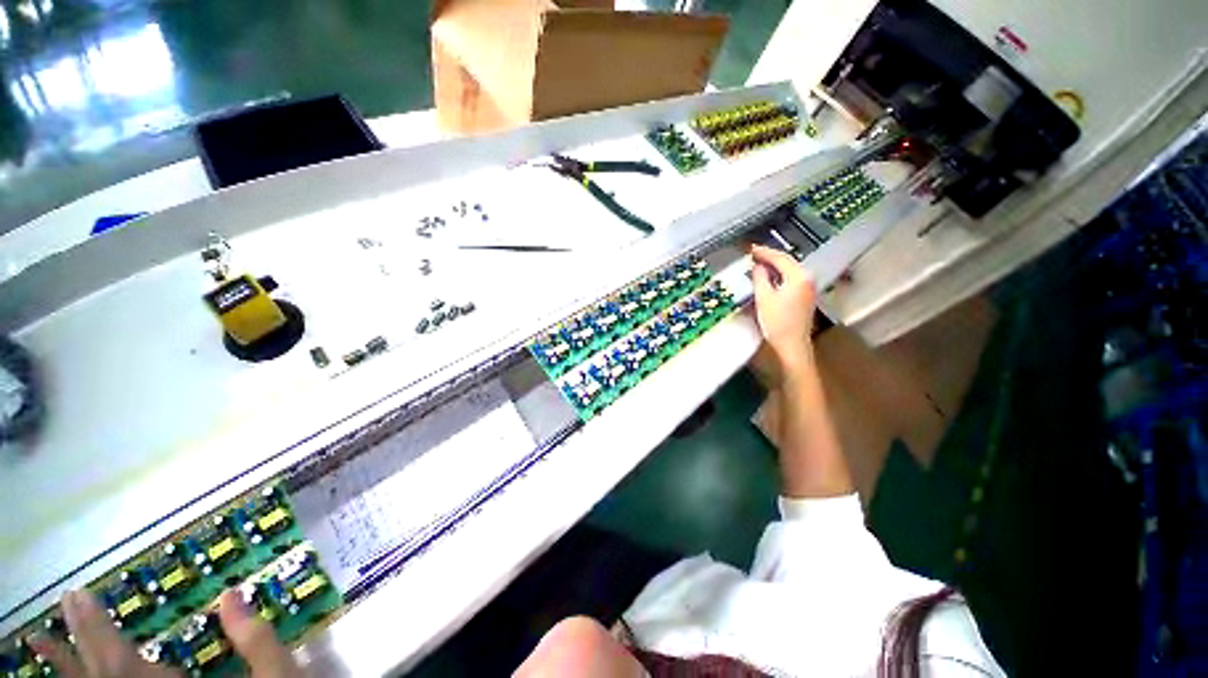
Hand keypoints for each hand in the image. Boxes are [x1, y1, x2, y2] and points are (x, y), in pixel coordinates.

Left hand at [28, 589, 300, 677]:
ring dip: (69, 668)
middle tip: (66, 602)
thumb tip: (231, 595)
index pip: (122, 665)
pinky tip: (79, 674)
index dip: (96, 629)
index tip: (80, 595)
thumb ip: (255, 641)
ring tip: (42, 640)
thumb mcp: (278, 677)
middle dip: (80, 641)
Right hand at [749, 244, 816, 372]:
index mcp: (798, 276)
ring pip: (790, 270)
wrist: (792, 345)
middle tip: (753, 254)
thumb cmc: (777, 322)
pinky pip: (792, 278)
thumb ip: (760, 278)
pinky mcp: (805, 296)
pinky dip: (780, 274)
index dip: (764, 252)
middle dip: (770, 257)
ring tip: (758, 263)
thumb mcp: (764, 298)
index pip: (780, 258)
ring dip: (774, 265)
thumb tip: (758, 266)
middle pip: (787, 261)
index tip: (750, 249)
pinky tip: (769, 277)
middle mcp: (807, 278)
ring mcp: (809, 287)